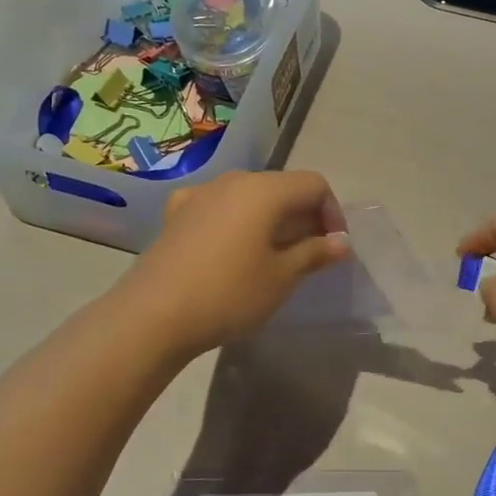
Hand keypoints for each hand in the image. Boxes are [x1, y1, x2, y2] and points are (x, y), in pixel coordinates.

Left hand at [117, 170, 351, 354]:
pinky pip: (218, 206)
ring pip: (249, 196)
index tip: (333, 248)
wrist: (153, 315)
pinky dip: (235, 220)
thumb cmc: (229, 294)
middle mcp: (233, 180)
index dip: (332, 213)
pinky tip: (229, 246)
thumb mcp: (281, 278)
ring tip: (272, 255)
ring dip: (270, 219)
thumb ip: (315, 253)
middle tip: (309, 255)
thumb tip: (342, 242)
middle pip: (281, 187)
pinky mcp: (176, 213)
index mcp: (264, 190)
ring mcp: (200, 194)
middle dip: (303, 216)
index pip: (314, 185)